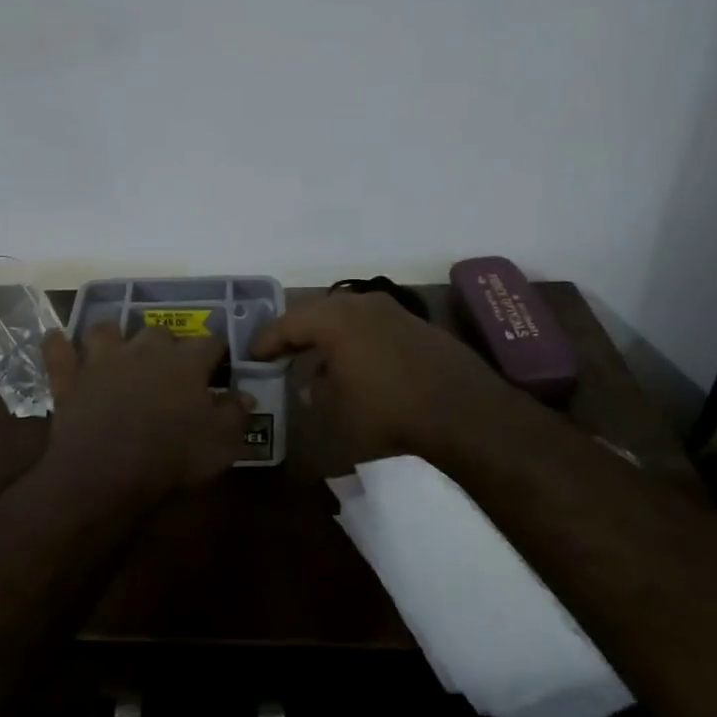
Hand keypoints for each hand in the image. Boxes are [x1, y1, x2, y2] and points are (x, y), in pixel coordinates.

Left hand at [42, 324, 249, 495]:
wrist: (107, 472)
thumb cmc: (172, 457)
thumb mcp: (221, 443)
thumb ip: (235, 414)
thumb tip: (245, 395)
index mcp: (186, 362)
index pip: (210, 342)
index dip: (217, 351)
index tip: (220, 364)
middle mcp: (145, 349)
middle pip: (159, 332)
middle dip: (166, 343)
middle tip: (170, 365)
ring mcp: (103, 359)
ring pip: (106, 329)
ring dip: (112, 335)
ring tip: (117, 348)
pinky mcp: (70, 377)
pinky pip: (58, 351)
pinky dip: (57, 344)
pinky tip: (56, 340)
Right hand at [250, 290, 514, 461]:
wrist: (465, 412)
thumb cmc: (388, 410)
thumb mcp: (337, 409)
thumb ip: (316, 390)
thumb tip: (314, 382)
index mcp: (334, 318)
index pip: (288, 323)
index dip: (266, 340)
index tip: (251, 354)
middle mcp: (361, 304)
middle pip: (317, 314)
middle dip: (297, 333)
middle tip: (280, 352)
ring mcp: (394, 311)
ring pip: (348, 318)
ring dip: (329, 337)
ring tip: (317, 360)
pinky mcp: (418, 326)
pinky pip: (374, 328)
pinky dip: (357, 342)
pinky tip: (358, 365)